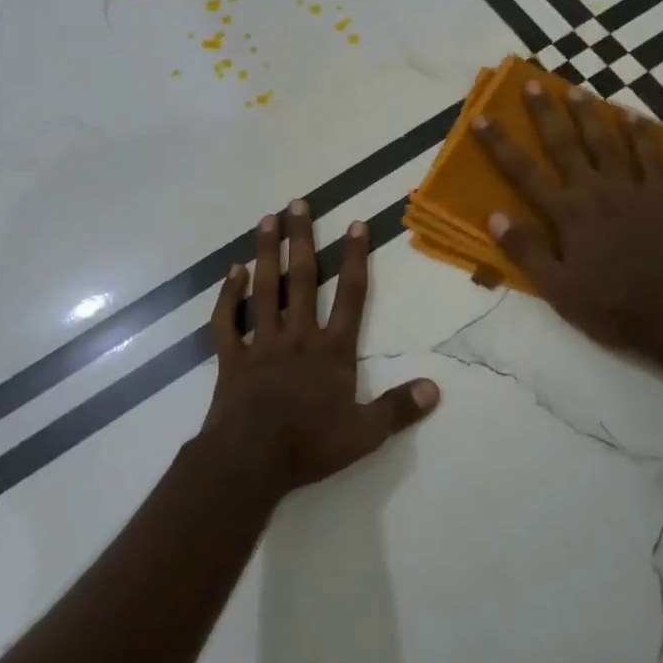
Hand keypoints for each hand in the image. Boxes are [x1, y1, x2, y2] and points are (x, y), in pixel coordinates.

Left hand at [200, 200, 439, 496]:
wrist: (252, 459)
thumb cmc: (310, 445)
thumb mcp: (365, 434)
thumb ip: (399, 408)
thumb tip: (435, 389)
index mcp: (332, 351)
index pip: (351, 296)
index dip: (355, 259)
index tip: (355, 224)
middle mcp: (298, 336)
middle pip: (302, 279)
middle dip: (302, 239)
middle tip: (296, 203)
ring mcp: (261, 343)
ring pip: (265, 289)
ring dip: (266, 252)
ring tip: (266, 219)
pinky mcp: (231, 357)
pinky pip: (227, 320)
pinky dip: (228, 295)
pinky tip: (232, 271)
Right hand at [472, 81, 662, 357]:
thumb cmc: (609, 307)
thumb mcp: (557, 289)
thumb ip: (525, 251)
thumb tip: (494, 215)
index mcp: (567, 214)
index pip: (524, 172)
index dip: (500, 143)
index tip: (481, 117)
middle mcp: (596, 191)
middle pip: (565, 144)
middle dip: (545, 113)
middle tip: (532, 84)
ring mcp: (631, 191)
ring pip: (606, 141)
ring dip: (589, 113)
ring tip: (575, 90)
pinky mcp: (660, 198)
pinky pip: (650, 157)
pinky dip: (641, 134)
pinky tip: (632, 116)